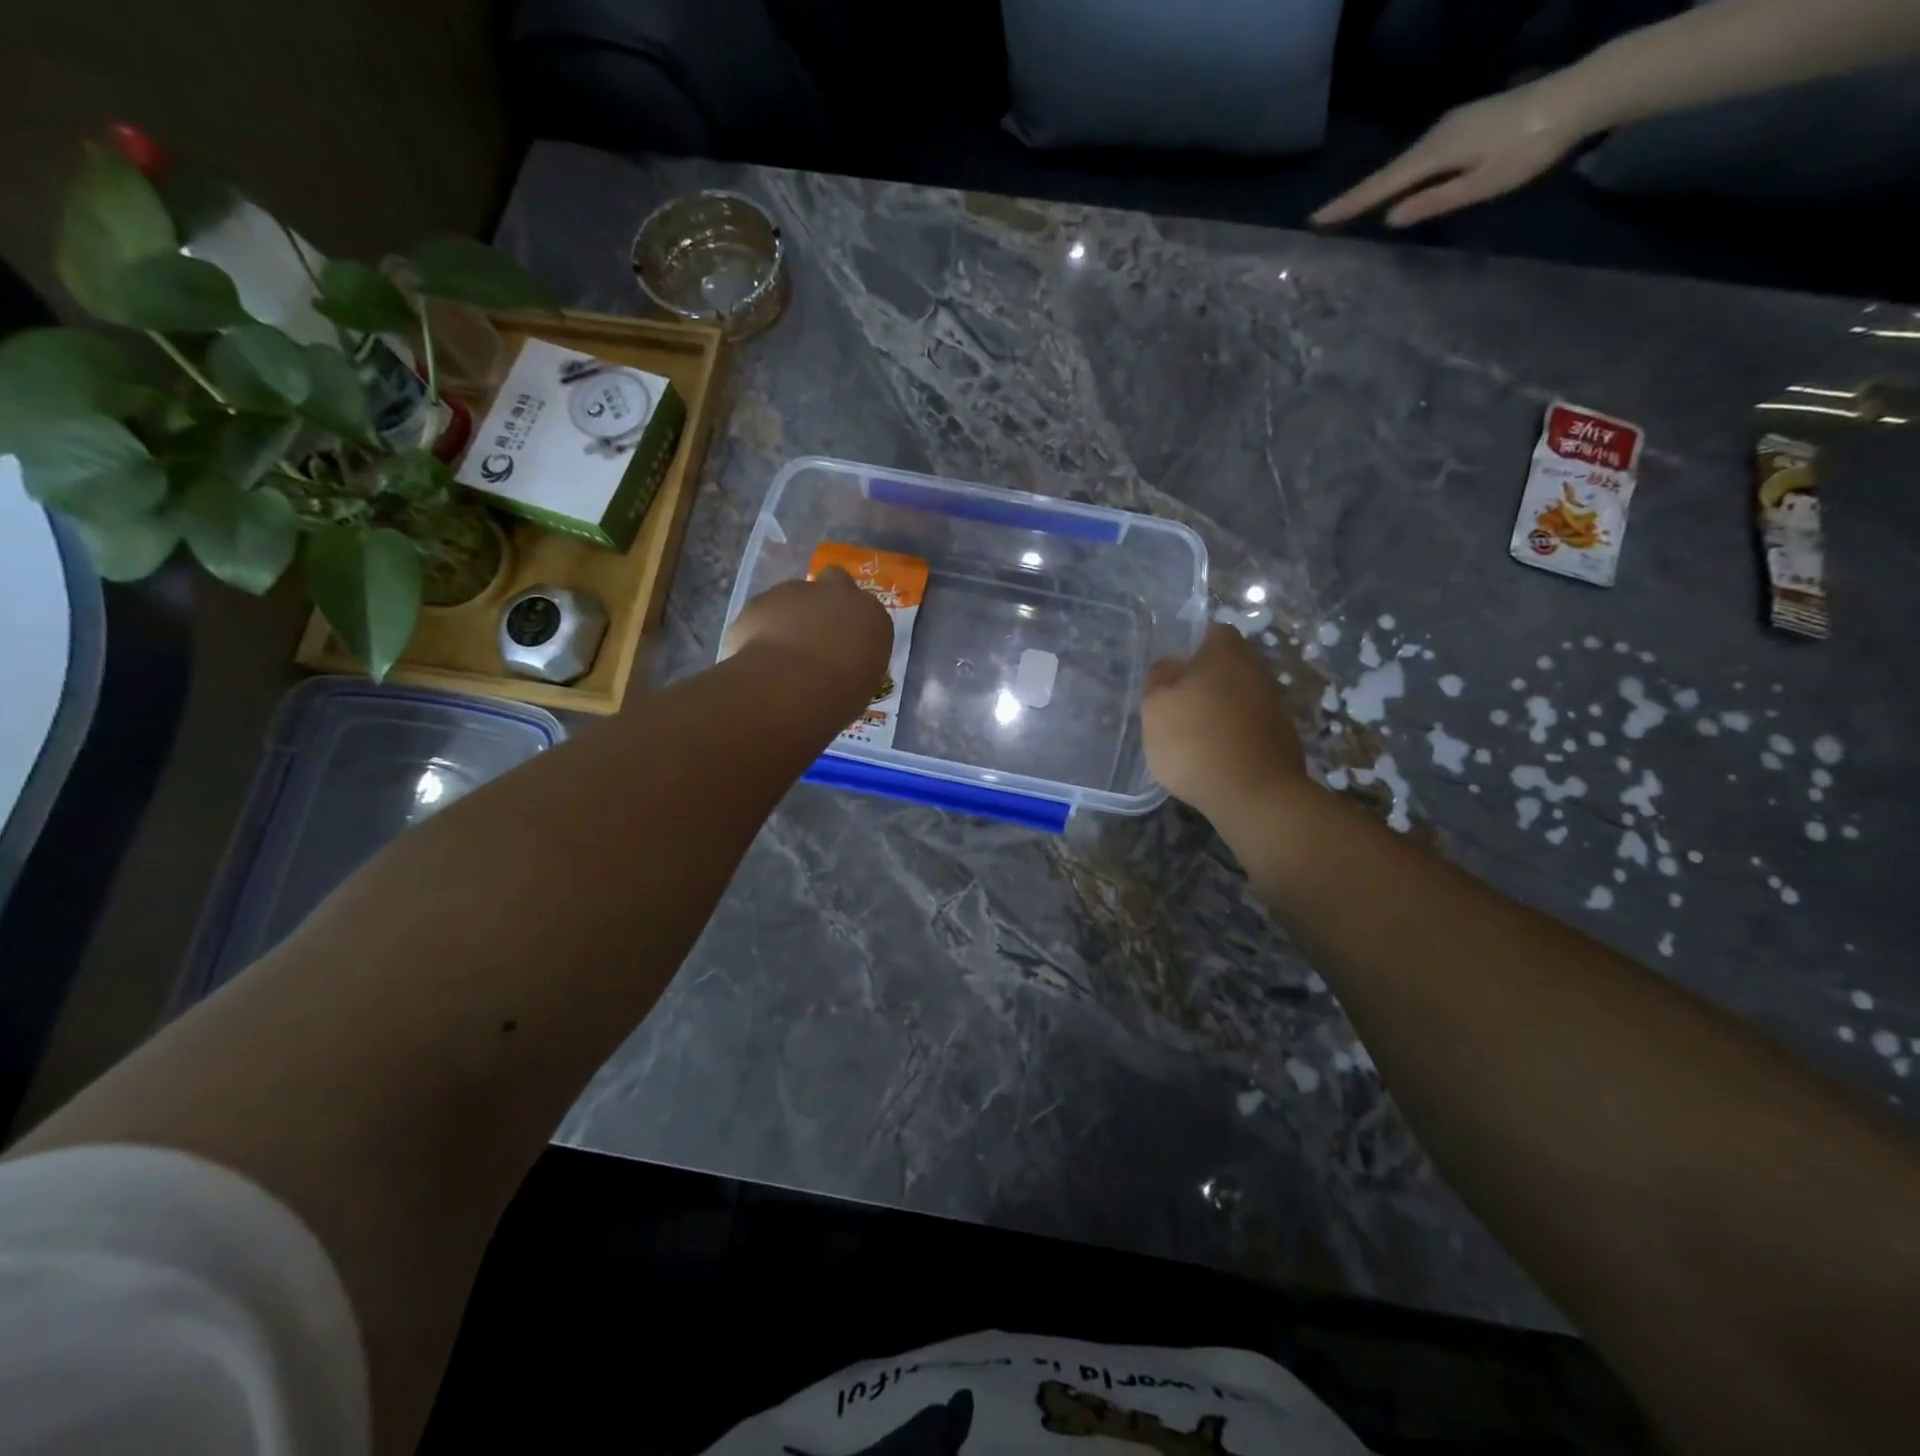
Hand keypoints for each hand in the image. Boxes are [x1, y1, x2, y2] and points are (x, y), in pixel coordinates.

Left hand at [721, 568, 892, 717]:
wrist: (789, 689)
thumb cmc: (838, 696)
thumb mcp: (862, 686)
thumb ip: (855, 664)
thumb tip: (843, 667)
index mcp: (872, 616)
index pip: (868, 613)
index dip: (854, 628)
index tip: (846, 649)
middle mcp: (838, 593)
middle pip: (835, 582)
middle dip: (826, 600)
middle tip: (816, 634)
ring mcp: (797, 591)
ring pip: (795, 596)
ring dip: (791, 617)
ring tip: (781, 654)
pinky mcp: (761, 600)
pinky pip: (764, 613)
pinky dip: (761, 629)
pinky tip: (758, 657)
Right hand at [1142, 624, 1306, 818]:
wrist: (1253, 794)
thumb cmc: (1195, 740)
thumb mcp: (1156, 706)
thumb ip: (1159, 678)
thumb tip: (1172, 664)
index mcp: (1226, 655)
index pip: (1215, 632)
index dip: (1195, 644)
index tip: (1177, 667)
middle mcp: (1257, 672)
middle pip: (1232, 664)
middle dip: (1209, 679)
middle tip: (1181, 702)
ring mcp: (1276, 706)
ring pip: (1243, 696)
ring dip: (1224, 709)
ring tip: (1197, 735)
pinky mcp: (1284, 738)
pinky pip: (1253, 726)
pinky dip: (1237, 735)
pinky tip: (1218, 757)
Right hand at [1311, 80, 1586, 228]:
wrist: (1578, 95)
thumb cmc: (1530, 148)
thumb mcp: (1482, 184)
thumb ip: (1435, 201)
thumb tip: (1391, 218)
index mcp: (1434, 154)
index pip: (1380, 187)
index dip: (1348, 205)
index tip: (1315, 220)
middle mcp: (1435, 136)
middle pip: (1387, 173)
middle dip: (1355, 197)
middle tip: (1324, 220)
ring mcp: (1449, 126)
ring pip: (1403, 164)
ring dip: (1377, 186)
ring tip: (1352, 209)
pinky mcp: (1462, 124)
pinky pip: (1419, 156)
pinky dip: (1400, 175)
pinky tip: (1396, 187)